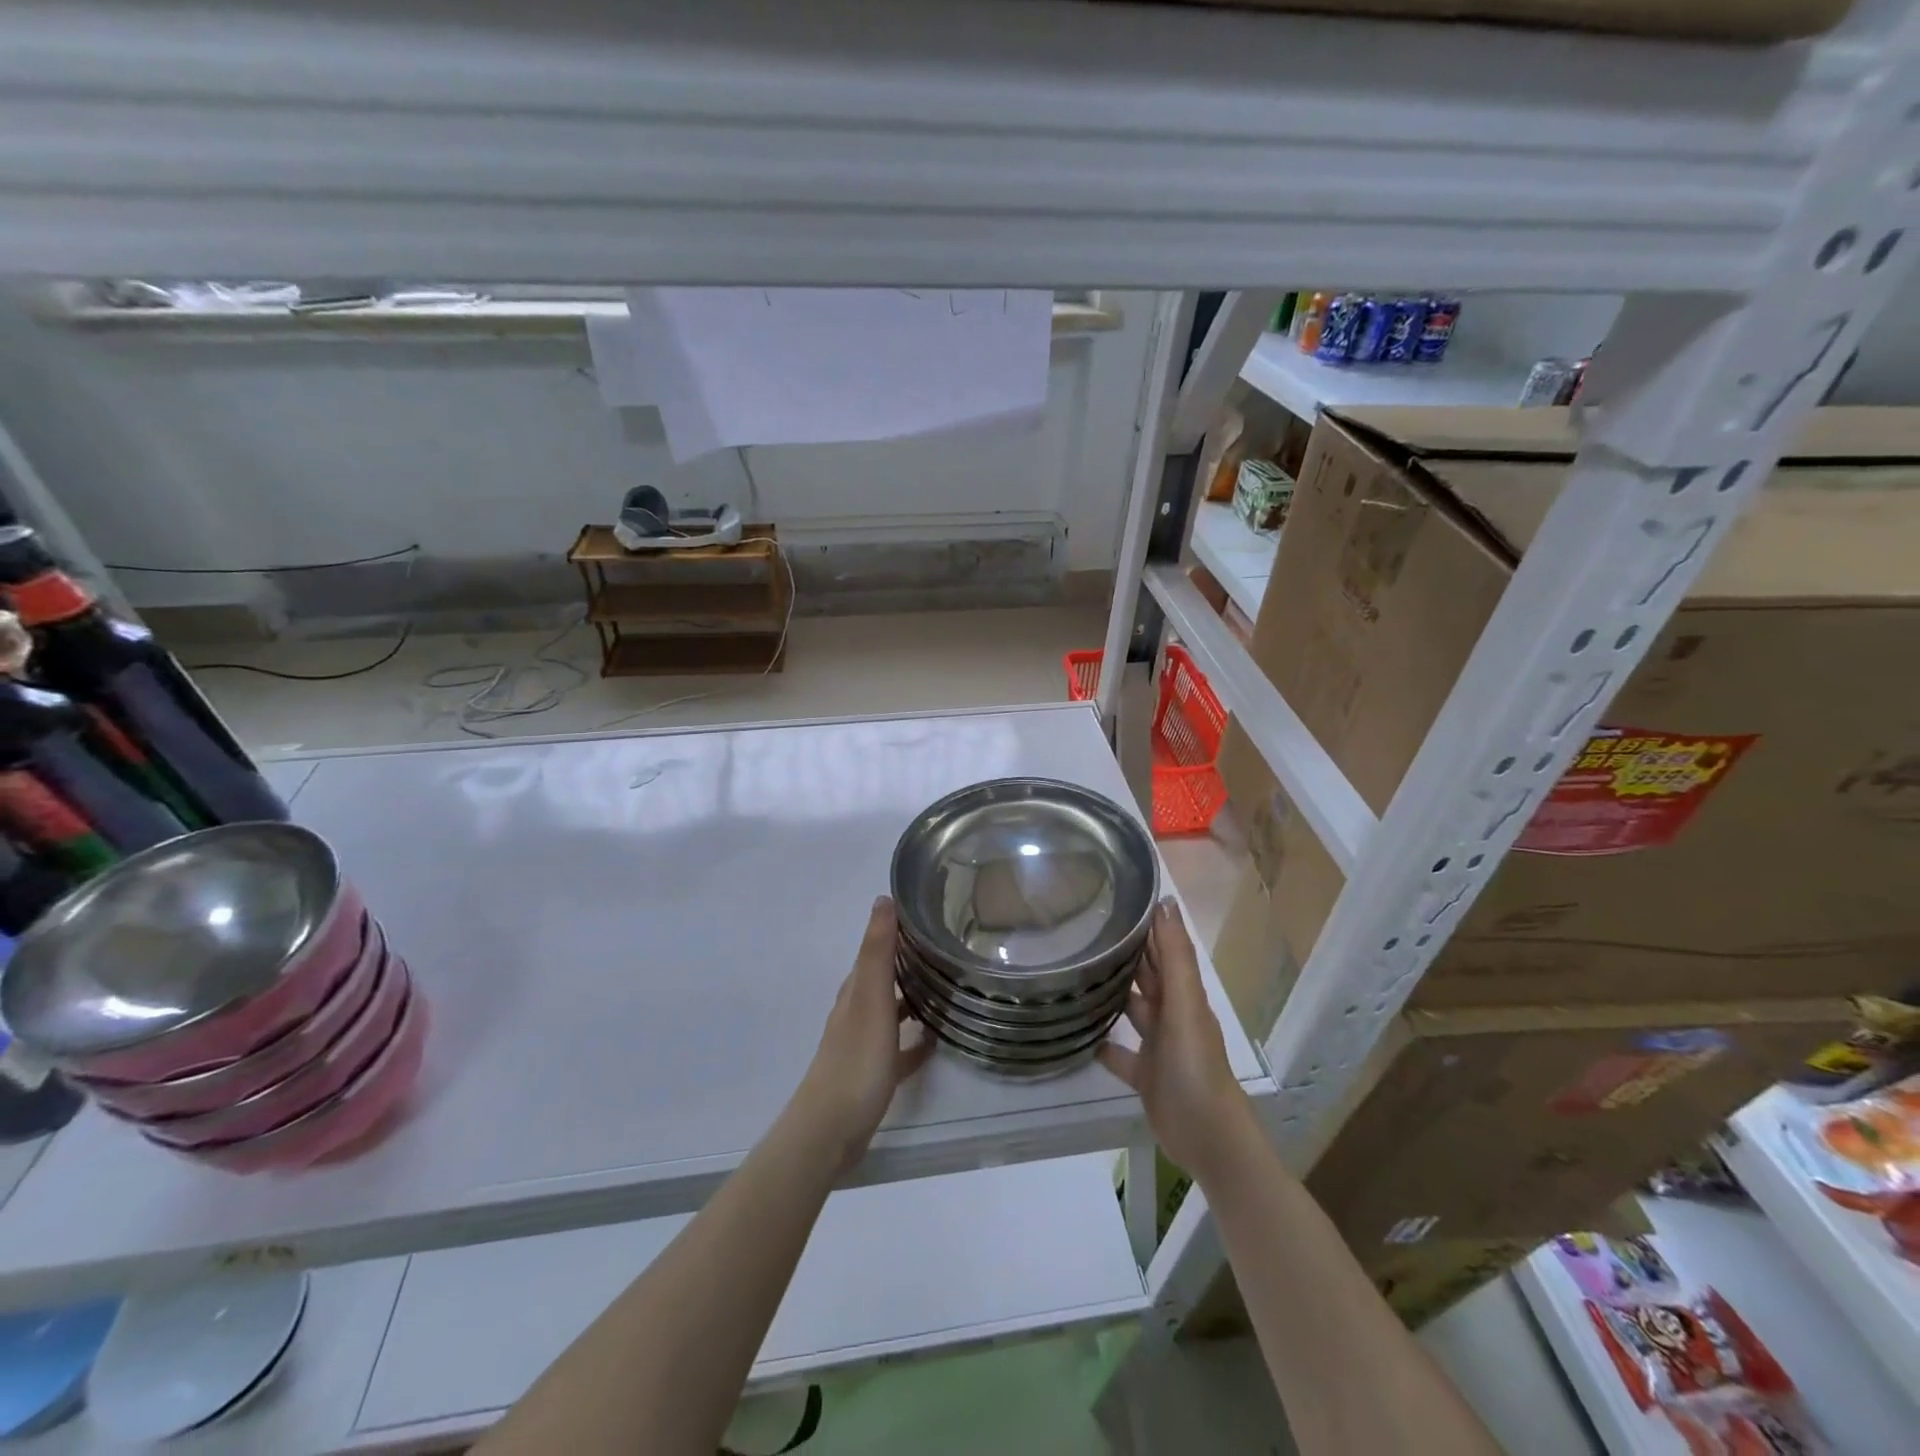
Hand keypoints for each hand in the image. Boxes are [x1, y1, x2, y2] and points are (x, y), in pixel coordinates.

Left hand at [793, 896, 934, 1172]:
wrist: (830, 1130)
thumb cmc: (856, 1059)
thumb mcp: (871, 998)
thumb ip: (877, 951)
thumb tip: (883, 898)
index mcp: (857, 989)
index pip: (878, 947)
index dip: (899, 928)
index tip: (931, 912)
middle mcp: (858, 1009)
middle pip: (885, 976)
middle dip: (910, 960)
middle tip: (949, 946)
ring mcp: (865, 1043)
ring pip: (892, 1010)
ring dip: (914, 997)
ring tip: (948, 987)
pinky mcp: (874, 1073)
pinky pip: (899, 1048)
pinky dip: (915, 1040)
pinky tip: (935, 1041)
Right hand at [1099, 899, 1255, 1182]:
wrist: (1208, 1139)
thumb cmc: (1195, 1067)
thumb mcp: (1184, 1006)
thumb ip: (1174, 957)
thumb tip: (1166, 902)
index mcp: (1183, 995)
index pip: (1163, 949)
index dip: (1146, 924)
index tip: (1116, 895)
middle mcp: (1172, 1015)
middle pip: (1148, 976)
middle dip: (1126, 953)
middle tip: (1086, 927)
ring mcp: (1159, 1046)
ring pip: (1133, 1009)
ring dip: (1113, 993)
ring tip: (1077, 972)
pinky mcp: (1146, 1075)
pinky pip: (1122, 1054)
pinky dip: (1105, 1044)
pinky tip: (1081, 1034)